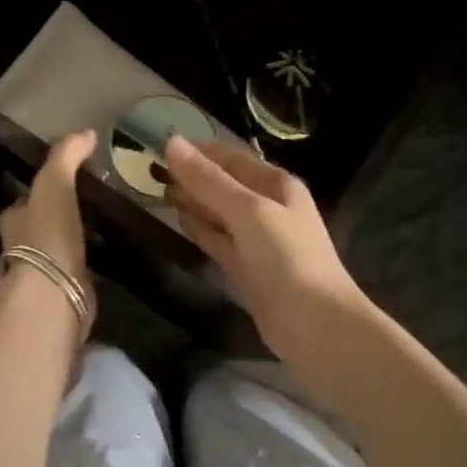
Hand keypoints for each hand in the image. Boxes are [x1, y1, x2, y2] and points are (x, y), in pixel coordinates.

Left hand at [0, 129, 98, 329]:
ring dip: (71, 246)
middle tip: (84, 210)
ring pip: (56, 254)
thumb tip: (87, 132)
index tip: (59, 187)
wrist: (53, 293)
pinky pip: (77, 275)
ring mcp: (43, 275)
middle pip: (37, 230)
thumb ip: (66, 157)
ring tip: (98, 233)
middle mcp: (23, 248)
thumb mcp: (54, 185)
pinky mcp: (64, 294)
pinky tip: (105, 262)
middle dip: (54, 222)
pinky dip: (87, 269)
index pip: (22, 204)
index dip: (36, 195)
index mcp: (15, 220)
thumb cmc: (47, 235)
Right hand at [165, 135, 373, 362]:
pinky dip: (200, 230)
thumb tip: (172, 143)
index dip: (200, 151)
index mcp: (277, 186)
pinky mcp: (247, 270)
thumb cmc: (286, 257)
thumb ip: (208, 180)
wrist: (313, 323)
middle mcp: (269, 209)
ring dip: (194, 202)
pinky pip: (219, 241)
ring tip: (159, 191)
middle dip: (193, 177)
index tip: (163, 145)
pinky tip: (180, 222)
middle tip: (152, 169)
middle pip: (225, 186)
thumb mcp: (248, 210)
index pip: (232, 159)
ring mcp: (258, 242)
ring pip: (220, 214)